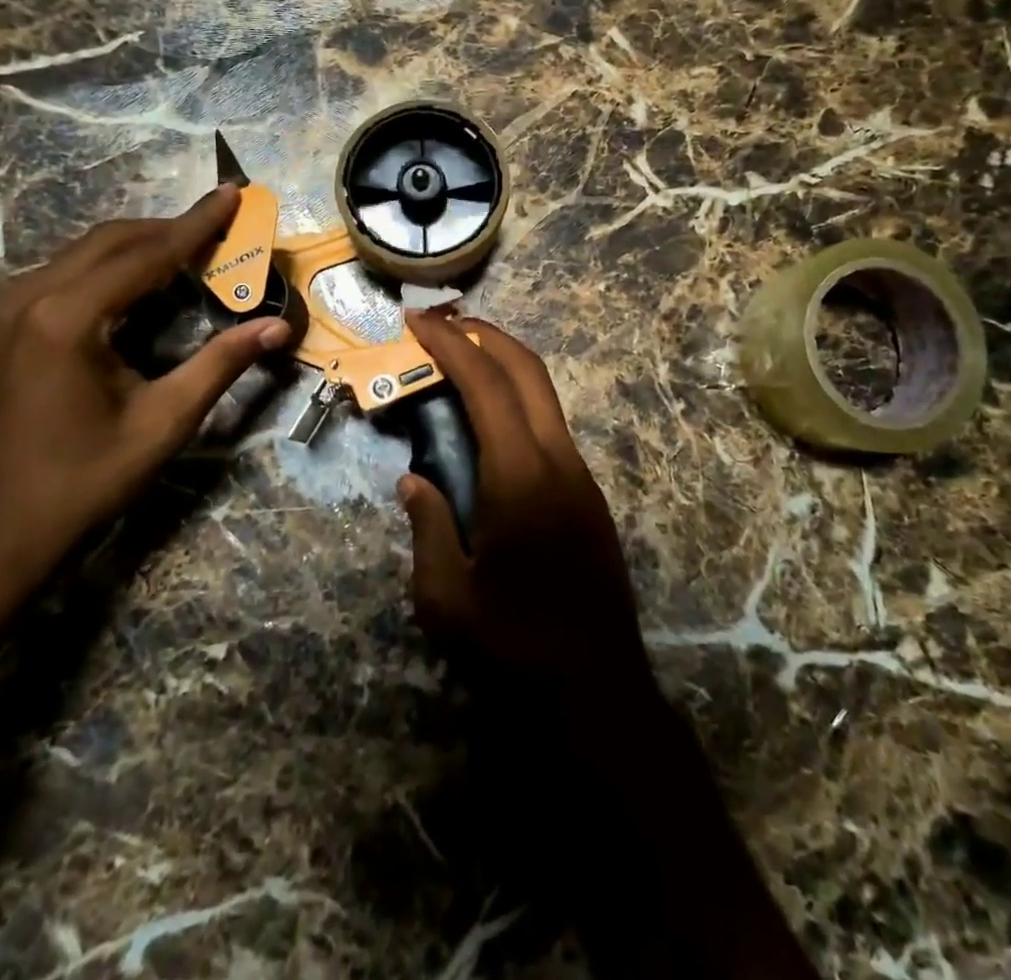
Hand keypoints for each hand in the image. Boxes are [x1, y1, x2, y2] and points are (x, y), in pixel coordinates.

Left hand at [0, 185, 291, 588]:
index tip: (233, 192)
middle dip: (168, 228)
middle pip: (110, 240)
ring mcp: (0, 312)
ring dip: (136, 246)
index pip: (146, 253)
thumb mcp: (163, 423)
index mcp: (67, 318)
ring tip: (185, 250)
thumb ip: (221, 364)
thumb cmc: (83, 482)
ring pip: (80, 253)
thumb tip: (278, 328)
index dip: (197, 224)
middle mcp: (26, 299)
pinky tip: (131, 286)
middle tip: (219, 223)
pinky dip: (104, 269)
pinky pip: (57, 276)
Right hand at [398, 312, 654, 706]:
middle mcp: (558, 459)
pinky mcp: (589, 493)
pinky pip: (550, 424)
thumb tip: (414, 481)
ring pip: (544, 394)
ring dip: (505, 364)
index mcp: (520, 475)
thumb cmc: (513, 646)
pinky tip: (491, 420)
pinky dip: (518, 399)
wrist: (596, 688)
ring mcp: (580, 475)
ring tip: (462, 361)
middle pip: (526, 370)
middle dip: (484, 334)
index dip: (450, 344)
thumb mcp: (445, 596)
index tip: (418, 321)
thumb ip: (426, 526)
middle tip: (442, 322)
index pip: (485, 385)